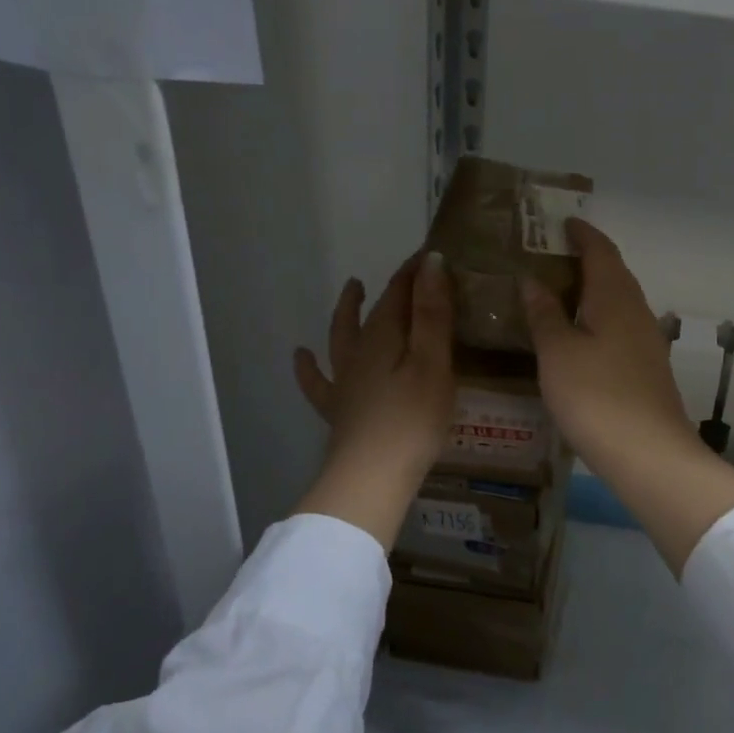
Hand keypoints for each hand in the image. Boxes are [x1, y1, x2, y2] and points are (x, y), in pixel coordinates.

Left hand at [292, 252, 453, 548]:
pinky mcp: (338, 410)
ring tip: (351, 287)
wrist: (370, 478)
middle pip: (375, 311)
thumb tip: (431, 262)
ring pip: (342, 336)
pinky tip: (301, 357)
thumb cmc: (413, 420)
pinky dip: (308, 367)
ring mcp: (344, 381)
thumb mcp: (433, 363)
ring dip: (348, 310)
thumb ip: (432, 313)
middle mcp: (359, 352)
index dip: (416, 271)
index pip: (401, 291)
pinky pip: (318, 382)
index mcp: (385, 337)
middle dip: (392, 288)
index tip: (433, 254)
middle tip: (407, 272)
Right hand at [521, 220, 733, 574]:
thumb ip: (544, 314)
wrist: (649, 455)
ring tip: (560, 293)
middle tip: (552, 256)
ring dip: (593, 291)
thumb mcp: (558, 353)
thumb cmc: (596, 396)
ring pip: (618, 302)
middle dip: (587, 259)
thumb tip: (532, 280)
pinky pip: (620, 327)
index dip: (582, 234)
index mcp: (614, 297)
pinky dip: (599, 319)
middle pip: (613, 274)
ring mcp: (647, 342)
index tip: (562, 223)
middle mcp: (637, 311)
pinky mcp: (647, 369)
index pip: (600, 251)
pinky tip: (581, 337)